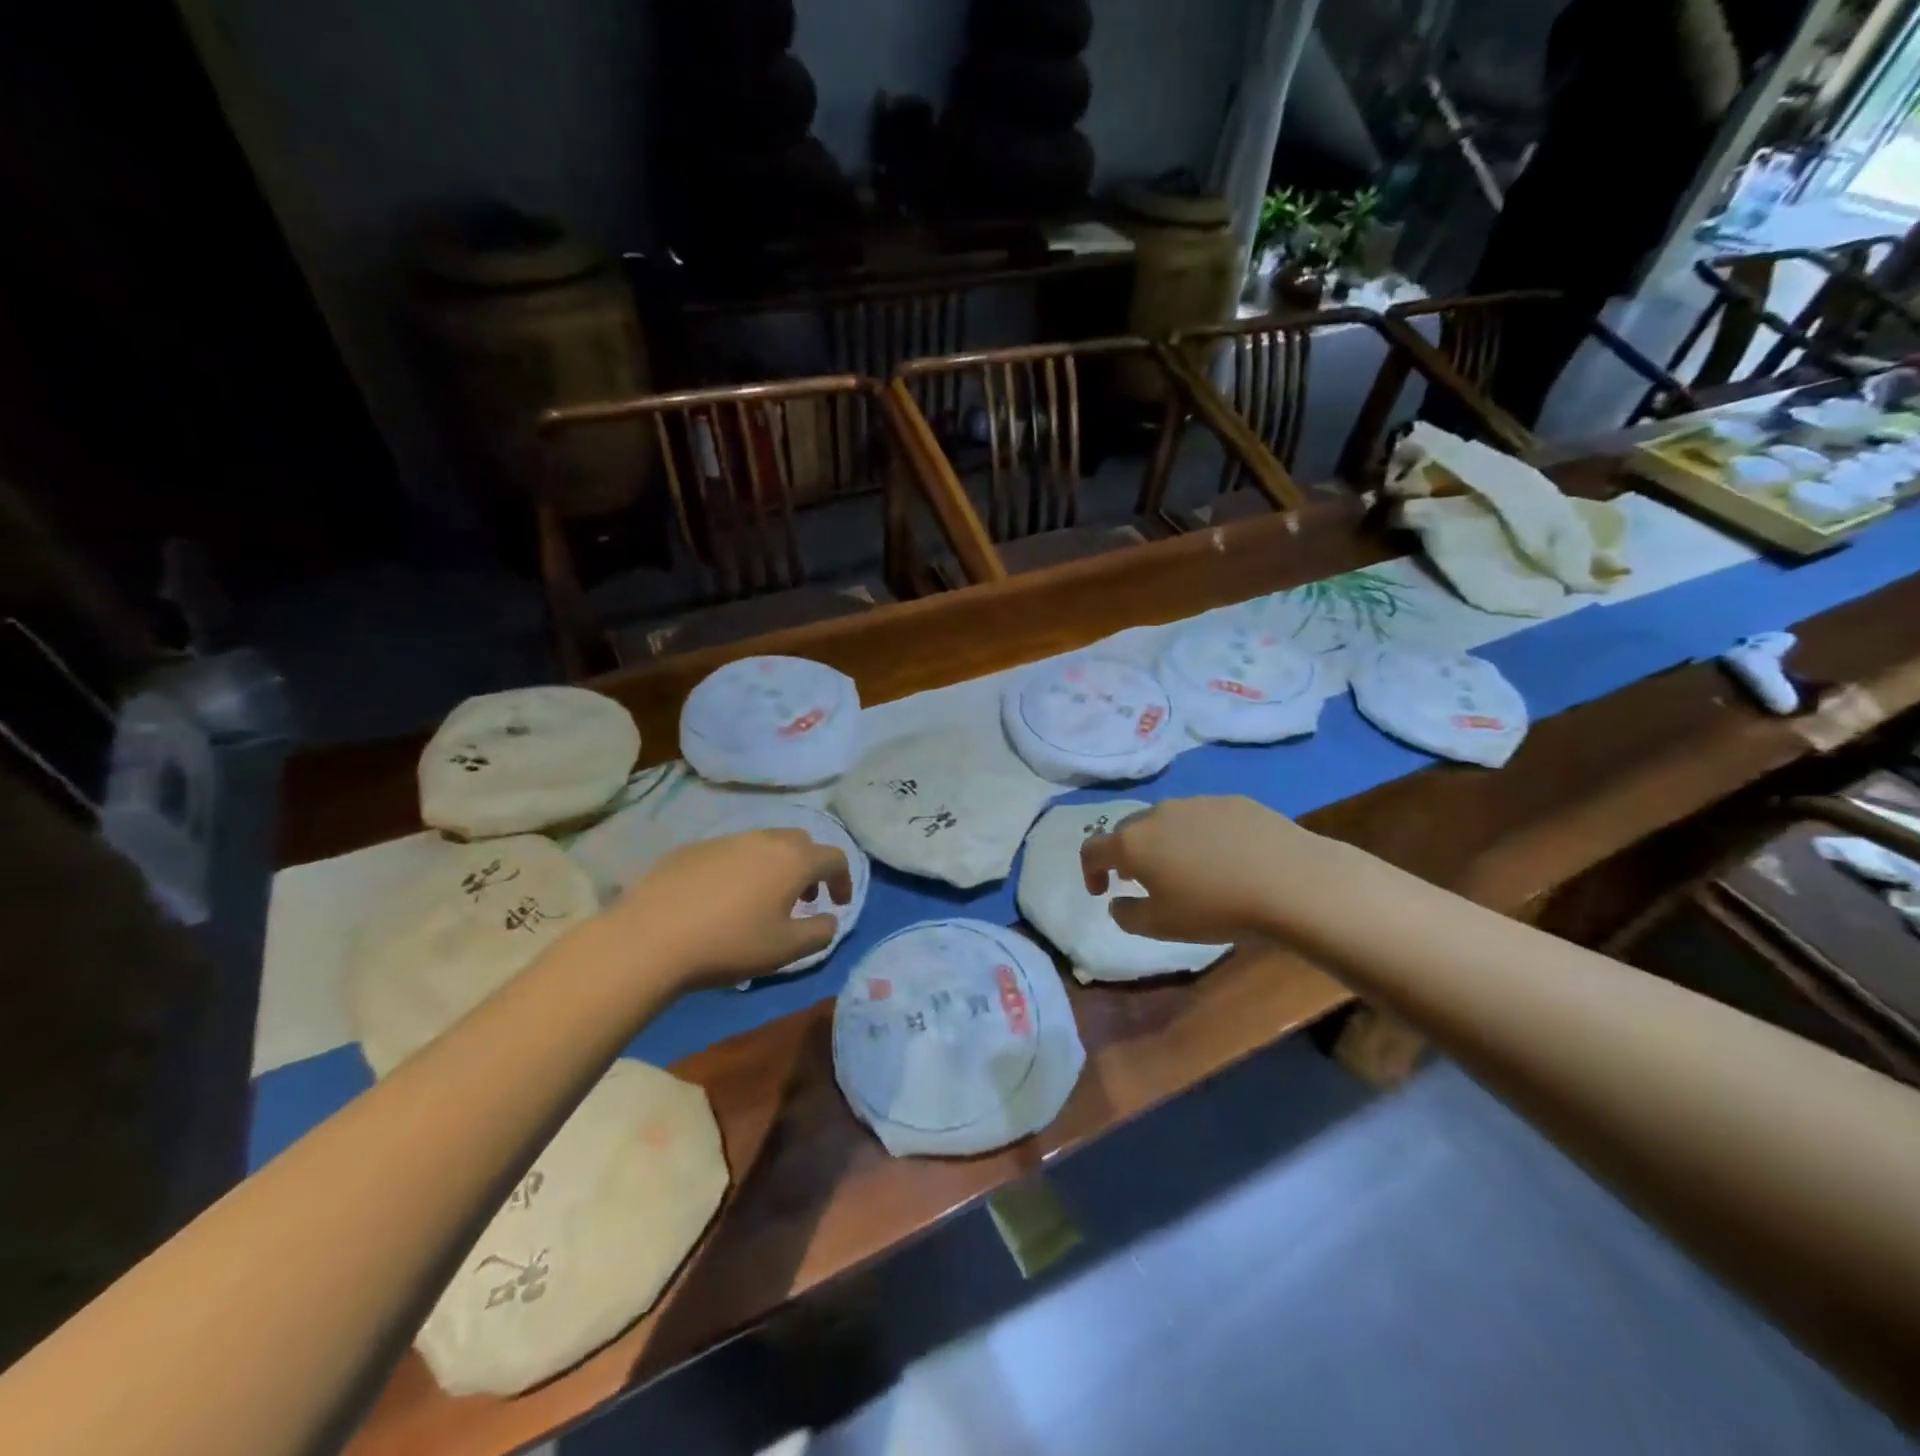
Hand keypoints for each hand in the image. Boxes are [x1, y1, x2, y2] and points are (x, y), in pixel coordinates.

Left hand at [613, 829, 851, 990]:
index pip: (834, 857)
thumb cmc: (730, 944)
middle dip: (810, 867)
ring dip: (775, 867)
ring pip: (764, 844)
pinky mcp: (693, 848)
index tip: (838, 904)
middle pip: (801, 842)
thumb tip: (829, 920)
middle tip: (804, 898)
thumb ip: (820, 933)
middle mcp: (764, 839)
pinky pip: (730, 853)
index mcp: (794, 860)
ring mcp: (726, 840)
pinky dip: (741, 869)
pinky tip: (722, 900)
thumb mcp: (787, 950)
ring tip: (763, 900)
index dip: (844, 880)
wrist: (650, 937)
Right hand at [1080, 797, 1329, 944]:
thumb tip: (1117, 902)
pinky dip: (1199, 835)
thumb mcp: (1161, 927)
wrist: (1290, 881)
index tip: (1101, 891)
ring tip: (1183, 867)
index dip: (1089, 871)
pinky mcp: (1232, 800)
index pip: (1093, 849)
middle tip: (1139, 879)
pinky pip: (1202, 817)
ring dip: (1162, 842)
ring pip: (1165, 820)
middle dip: (1126, 854)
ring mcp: (1196, 802)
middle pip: (1128, 830)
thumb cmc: (1216, 908)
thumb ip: (1127, 915)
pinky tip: (1224, 857)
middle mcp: (1157, 813)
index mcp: (1133, 843)